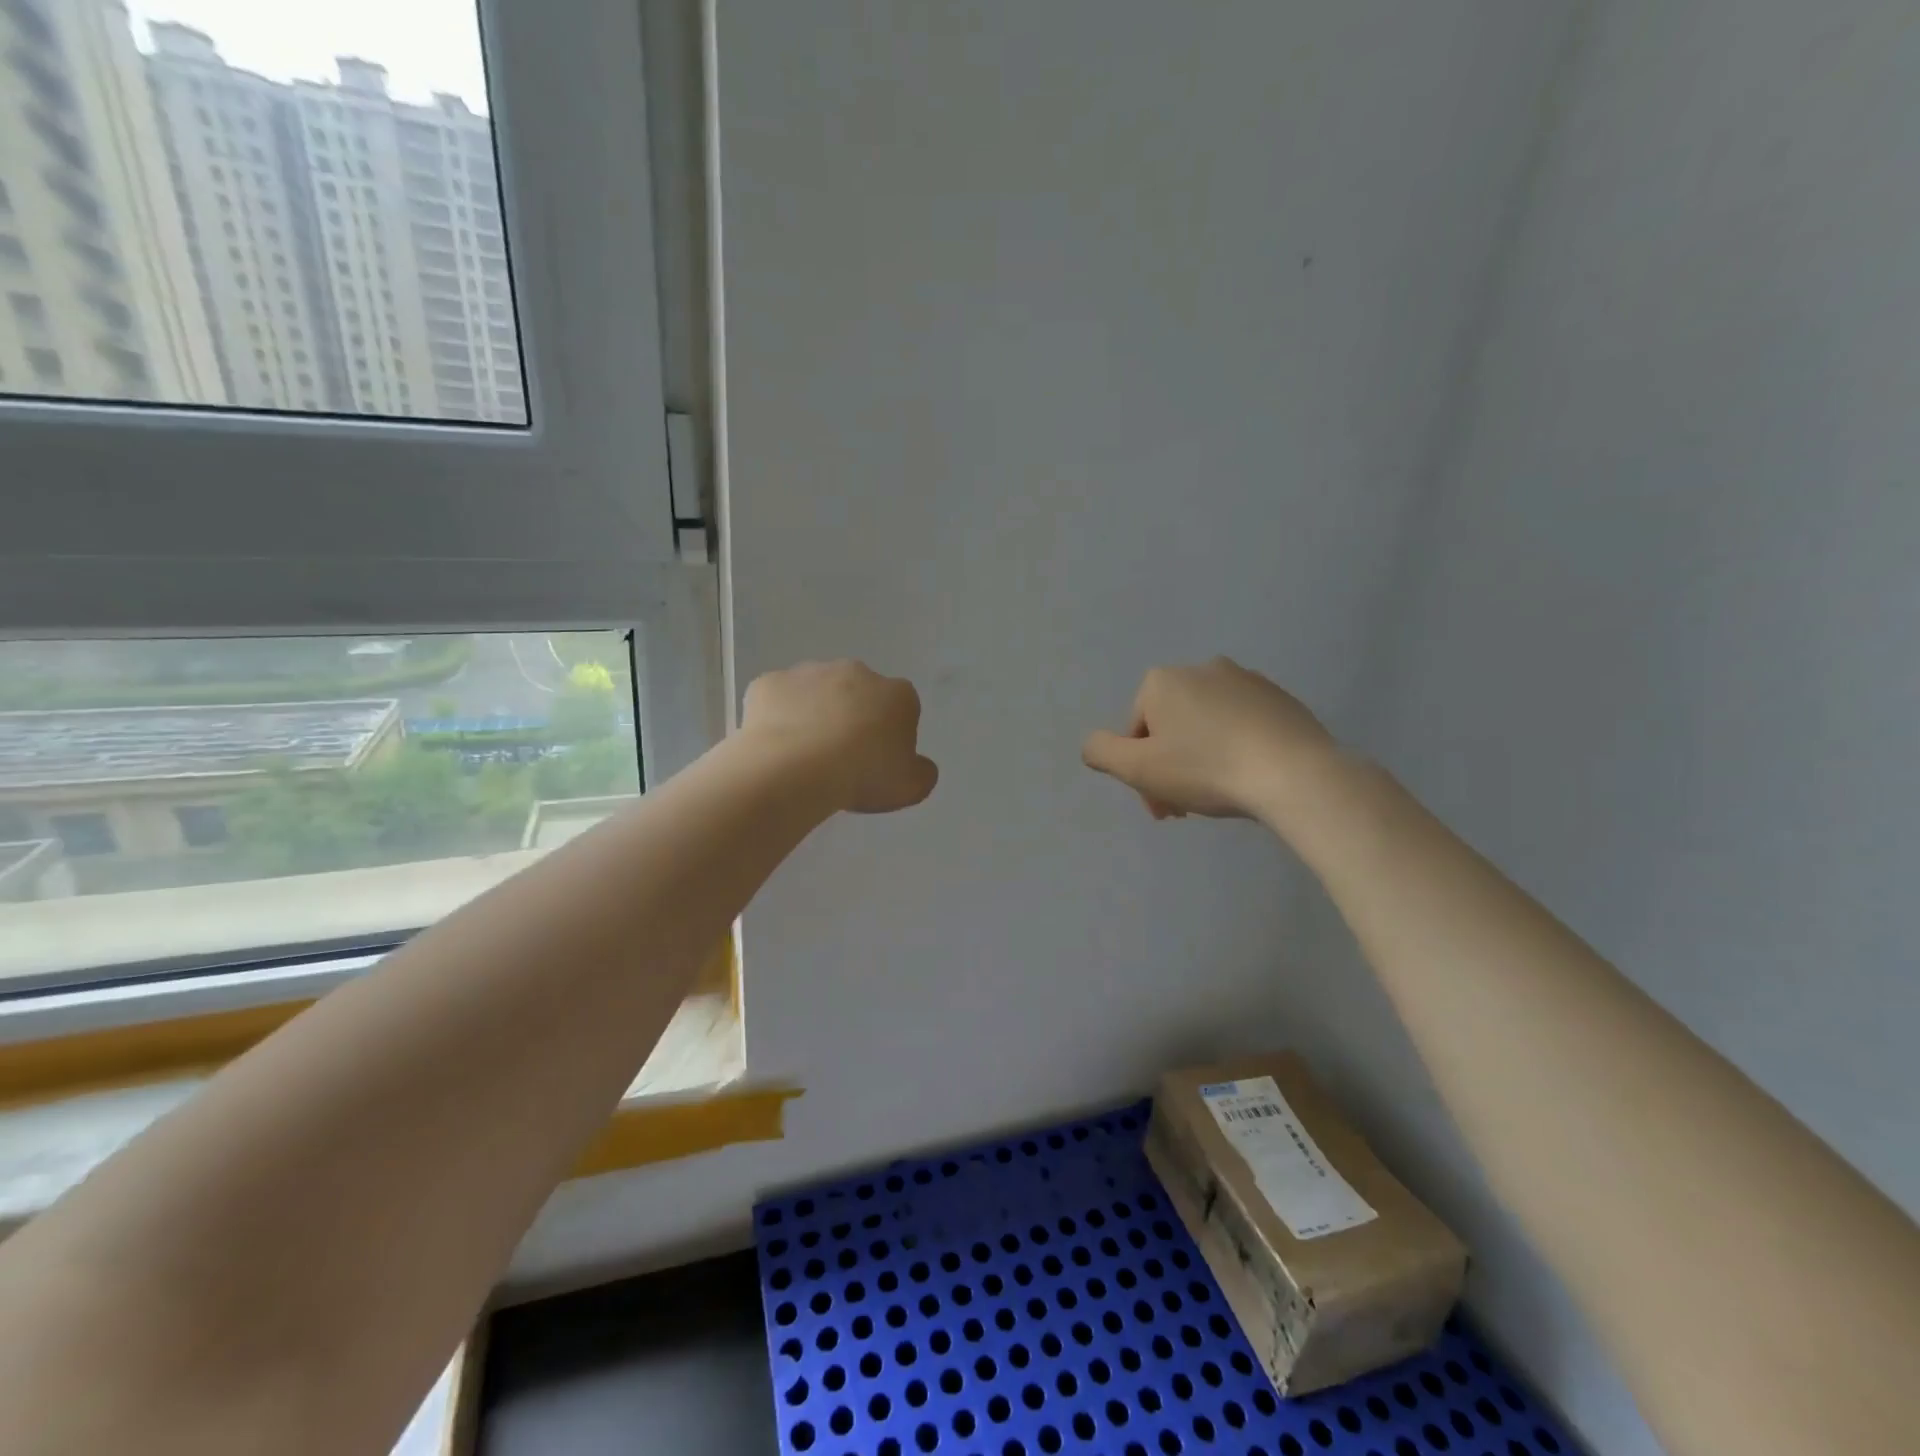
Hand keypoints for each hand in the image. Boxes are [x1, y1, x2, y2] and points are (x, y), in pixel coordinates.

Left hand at [741, 660, 938, 813]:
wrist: (793, 769)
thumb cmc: (862, 776)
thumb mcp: (911, 787)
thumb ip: (922, 772)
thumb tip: (918, 765)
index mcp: (897, 694)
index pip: (902, 709)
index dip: (891, 736)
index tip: (878, 763)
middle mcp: (856, 672)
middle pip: (858, 694)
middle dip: (852, 718)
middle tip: (841, 759)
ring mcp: (809, 673)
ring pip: (816, 693)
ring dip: (814, 714)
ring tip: (804, 756)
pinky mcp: (769, 682)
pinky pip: (777, 699)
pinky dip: (777, 717)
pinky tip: (775, 746)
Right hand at [1082, 657, 1338, 820]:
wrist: (1295, 774)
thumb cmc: (1206, 769)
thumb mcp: (1138, 768)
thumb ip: (1101, 752)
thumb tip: (1092, 745)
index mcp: (1163, 681)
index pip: (1136, 732)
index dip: (1141, 773)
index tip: (1161, 806)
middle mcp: (1202, 669)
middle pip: (1170, 728)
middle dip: (1170, 769)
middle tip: (1185, 810)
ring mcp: (1246, 681)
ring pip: (1206, 727)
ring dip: (1201, 760)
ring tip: (1219, 796)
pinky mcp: (1280, 698)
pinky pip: (1242, 727)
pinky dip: (1236, 749)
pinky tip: (1248, 778)